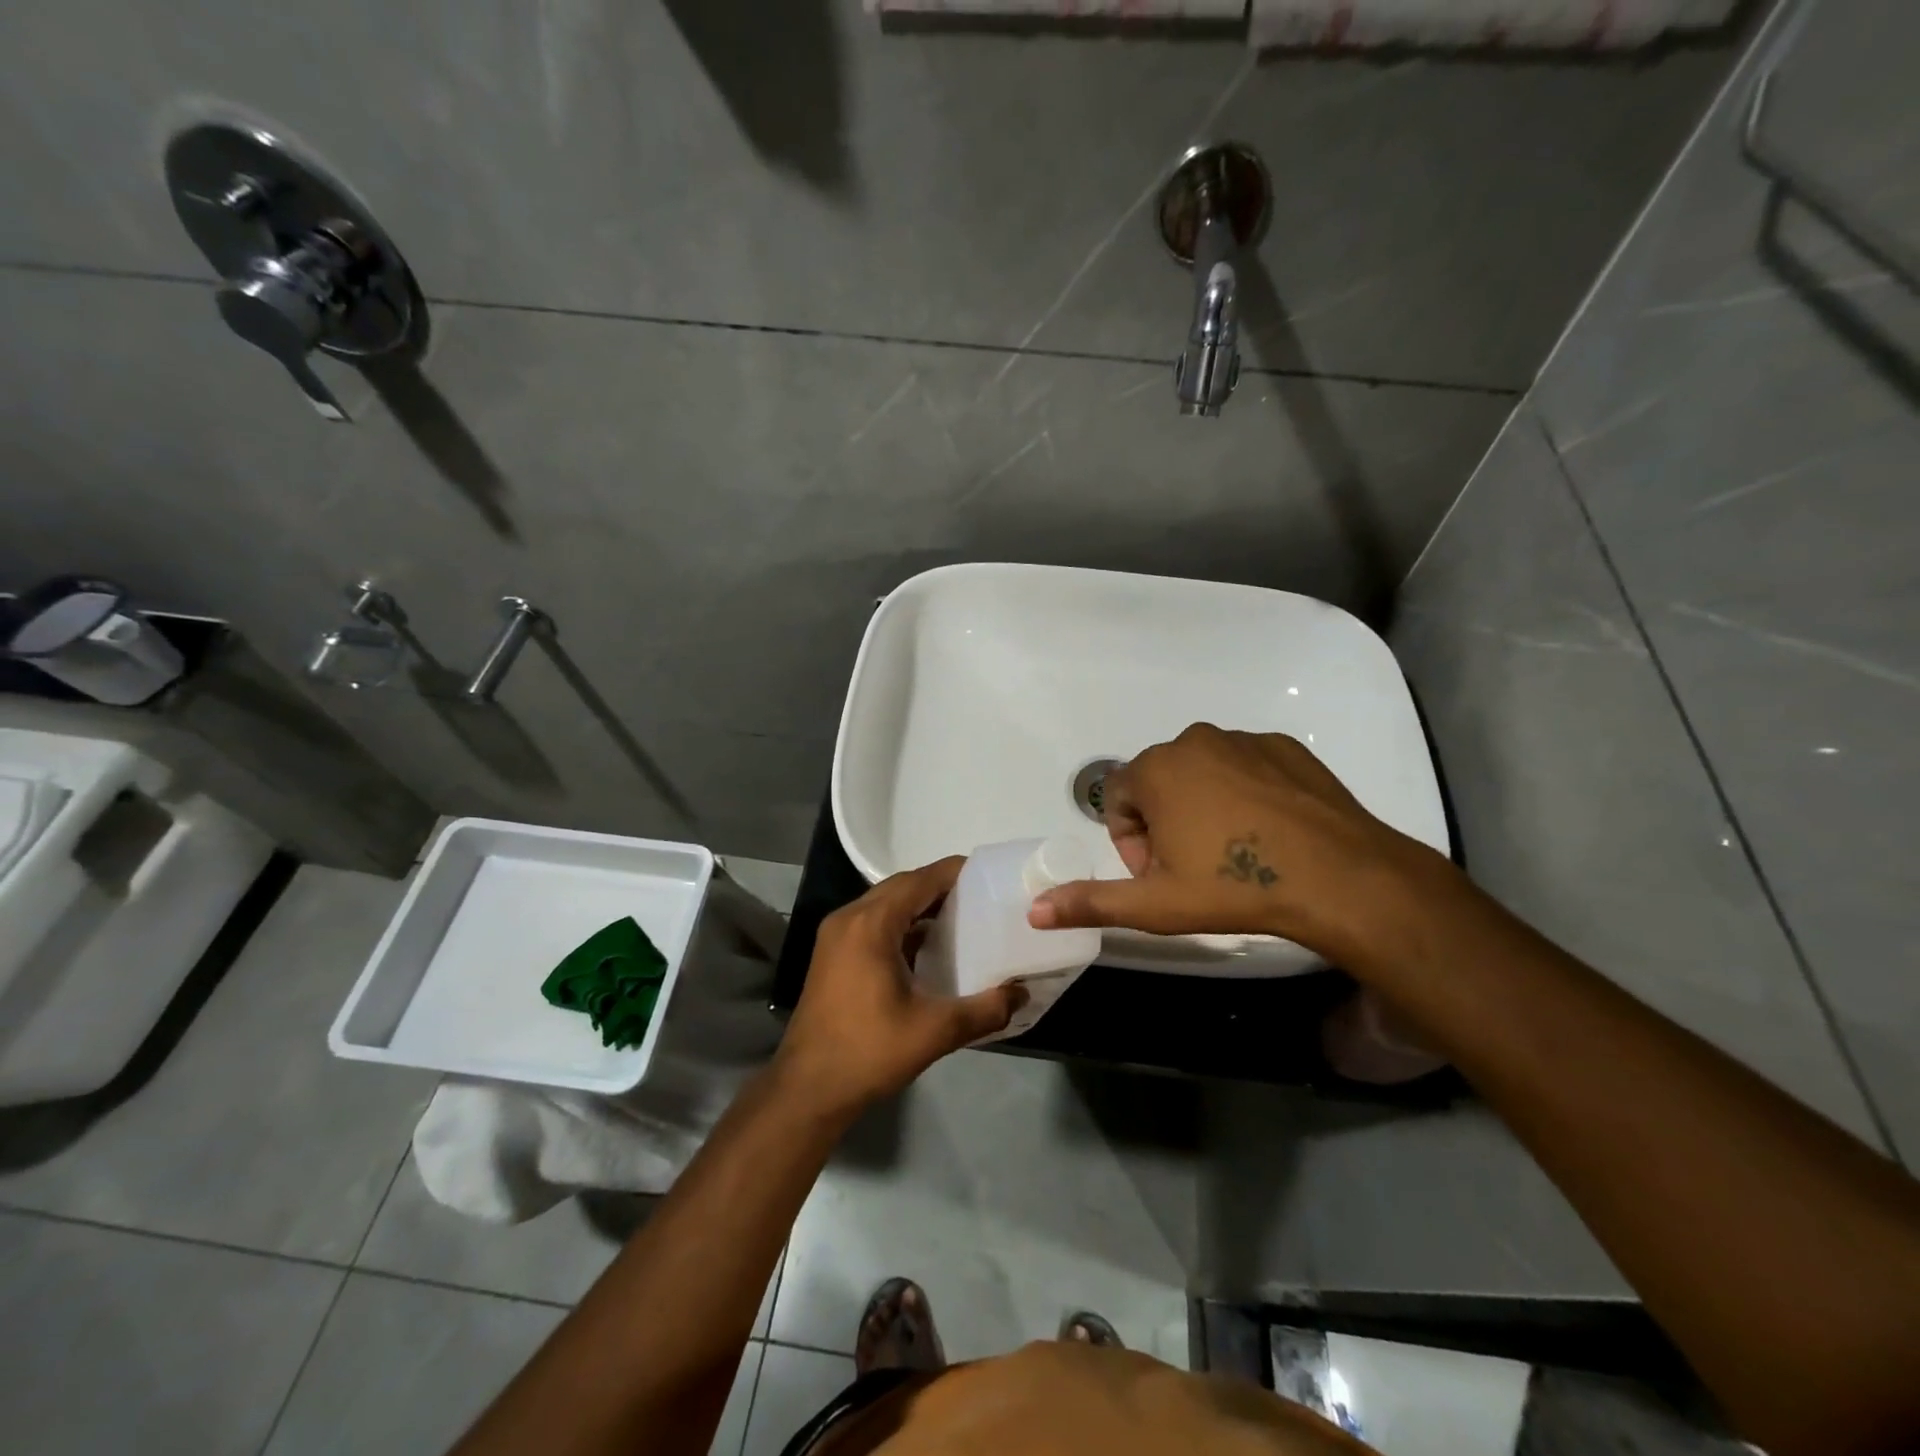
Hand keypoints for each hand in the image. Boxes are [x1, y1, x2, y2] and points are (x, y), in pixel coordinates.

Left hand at [779, 858, 1025, 1114]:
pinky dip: (901, 922)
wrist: (808, 1089)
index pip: (920, 880)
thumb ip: (985, 1010)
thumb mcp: (935, 1032)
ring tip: (961, 917)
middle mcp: (849, 918)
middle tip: (981, 897)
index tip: (990, 875)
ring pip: (885, 902)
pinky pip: (872, 921)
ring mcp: (835, 935)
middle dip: (940, 886)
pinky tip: (927, 945)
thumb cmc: (869, 1052)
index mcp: (871, 924)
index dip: (955, 872)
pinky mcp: (832, 953)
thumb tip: (1021, 993)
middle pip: (901, 885)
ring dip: (919, 904)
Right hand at [1028, 724, 1452, 962]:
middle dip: (1163, 823)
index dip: (1129, 840)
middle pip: (1158, 782)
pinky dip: (1244, 792)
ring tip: (1232, 851)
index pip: (1118, 798)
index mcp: (1156, 769)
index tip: (1157, 874)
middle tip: (1192, 868)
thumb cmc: (1233, 886)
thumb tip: (1033, 910)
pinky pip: (1245, 765)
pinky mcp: (1284, 746)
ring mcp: (1243, 739)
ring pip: (1202, 772)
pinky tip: (1267, 831)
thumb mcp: (1155, 903)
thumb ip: (1090, 902)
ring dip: (1202, 806)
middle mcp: (1193, 740)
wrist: (1338, 876)